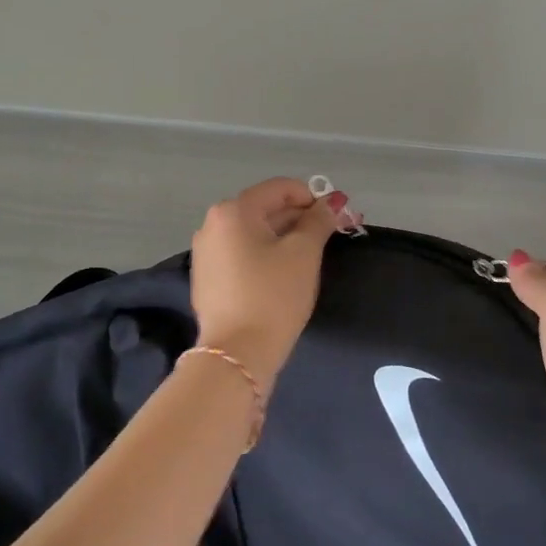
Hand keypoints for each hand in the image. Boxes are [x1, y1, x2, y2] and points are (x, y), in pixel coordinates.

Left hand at [189, 178, 339, 385]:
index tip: (338, 218)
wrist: (237, 357)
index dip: (314, 198)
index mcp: (233, 211)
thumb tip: (334, 201)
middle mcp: (213, 225)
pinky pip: (243, 254)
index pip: (281, 189)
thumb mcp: (304, 253)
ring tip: (314, 255)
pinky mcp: (208, 279)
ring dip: (287, 237)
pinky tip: (287, 273)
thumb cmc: (273, 296)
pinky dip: (267, 255)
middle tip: (335, 234)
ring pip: (256, 233)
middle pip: (267, 209)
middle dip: (302, 219)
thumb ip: (319, 220)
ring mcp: (207, 253)